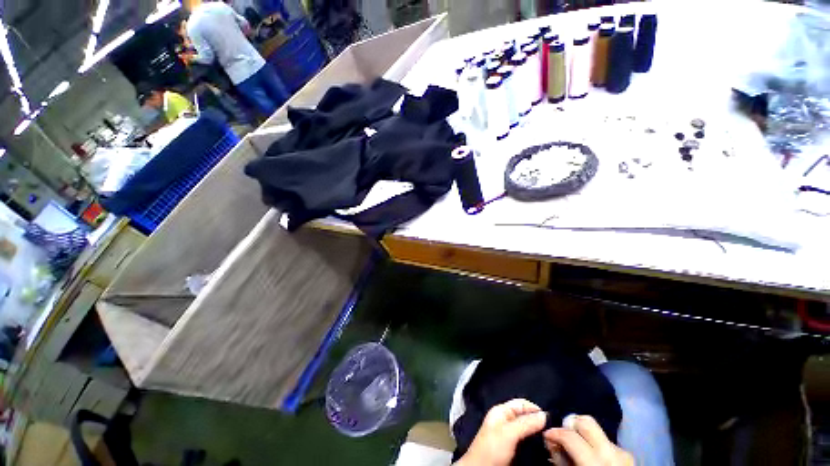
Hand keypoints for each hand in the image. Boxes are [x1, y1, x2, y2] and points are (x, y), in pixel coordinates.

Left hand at [455, 399, 547, 465]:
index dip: (535, 409)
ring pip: (528, 431)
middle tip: (553, 431)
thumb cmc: (491, 449)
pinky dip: (535, 444)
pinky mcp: (513, 450)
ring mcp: (509, 436)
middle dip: (538, 422)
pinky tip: (543, 448)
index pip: (521, 404)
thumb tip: (544, 415)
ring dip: (538, 434)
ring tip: (550, 440)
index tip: (551, 419)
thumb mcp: (508, 433)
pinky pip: (527, 443)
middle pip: (526, 417)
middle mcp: (506, 421)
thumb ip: (525, 423)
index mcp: (501, 411)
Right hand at [544, 415, 634, 465]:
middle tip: (562, 433)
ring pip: (597, 429)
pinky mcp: (629, 454)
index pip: (570, 435)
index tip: (547, 434)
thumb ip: (561, 457)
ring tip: (577, 444)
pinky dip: (596, 443)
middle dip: (571, 423)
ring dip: (584, 434)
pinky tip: (592, 453)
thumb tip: (550, 440)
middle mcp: (612, 451)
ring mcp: (623, 451)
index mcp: (597, 460)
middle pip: (586, 421)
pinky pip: (606, 440)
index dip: (554, 432)